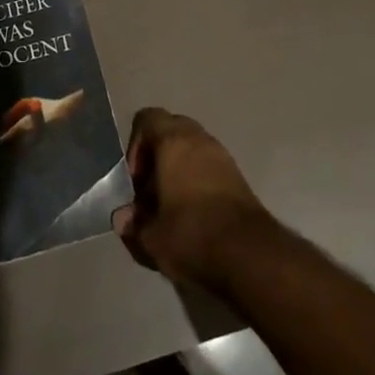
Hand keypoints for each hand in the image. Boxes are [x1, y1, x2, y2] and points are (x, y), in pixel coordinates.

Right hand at [112, 108, 275, 294]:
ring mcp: (222, 155)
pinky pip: (209, 164)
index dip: (135, 145)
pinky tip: (194, 214)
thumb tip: (123, 217)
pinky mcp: (239, 176)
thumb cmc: (192, 236)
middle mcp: (199, 139)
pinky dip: (197, 179)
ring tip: (171, 206)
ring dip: (178, 168)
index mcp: (173, 141)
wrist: (250, 256)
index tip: (136, 180)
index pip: (147, 118)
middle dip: (156, 156)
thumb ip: (133, 224)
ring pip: (192, 147)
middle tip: (150, 191)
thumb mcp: (151, 238)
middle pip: (171, 130)